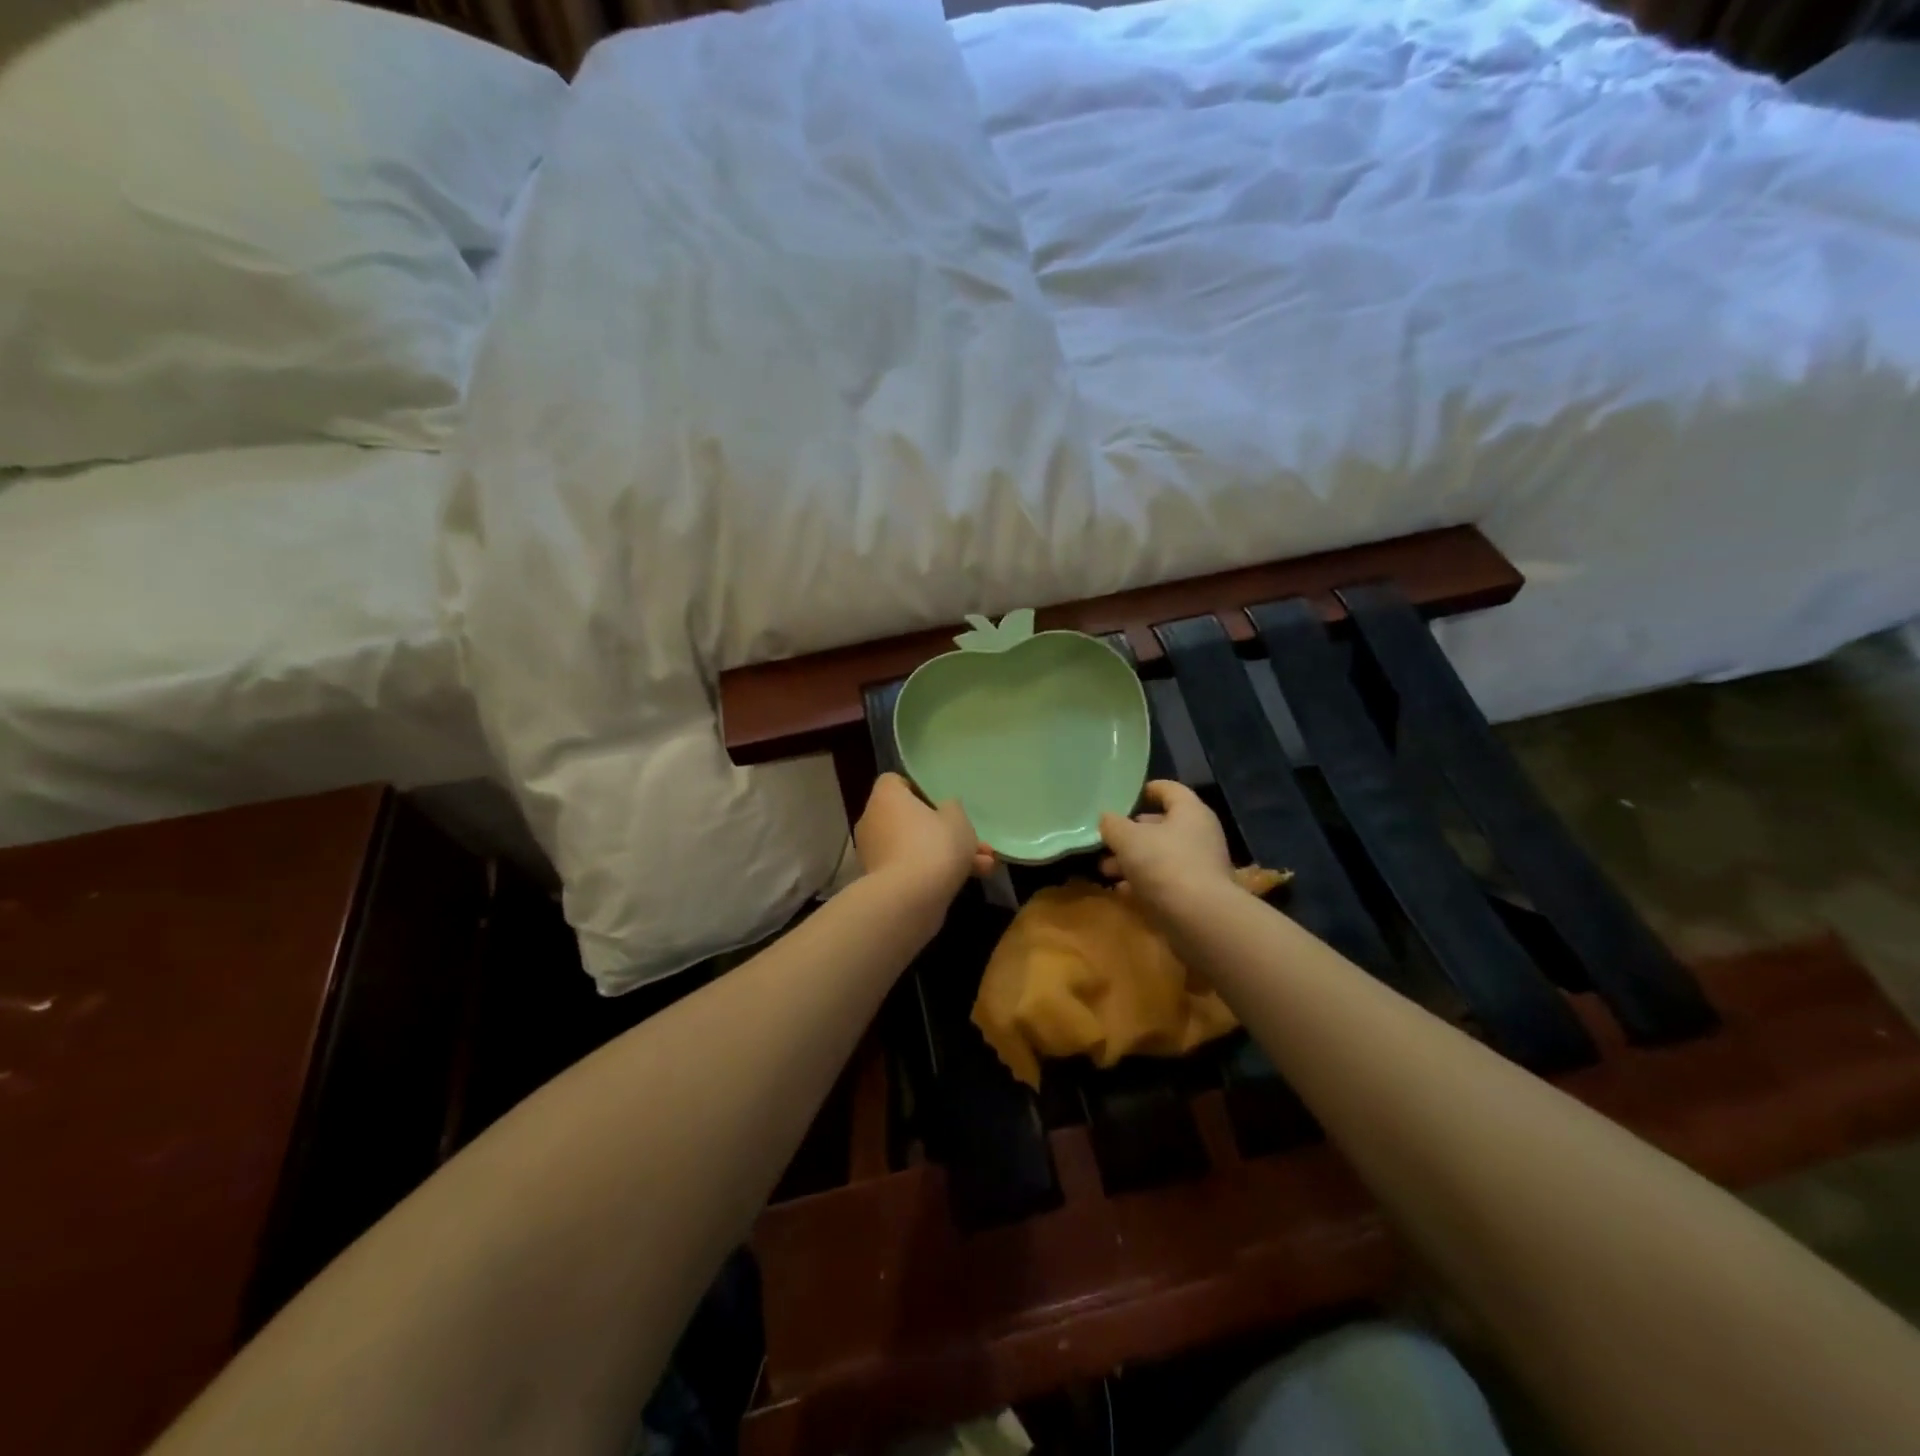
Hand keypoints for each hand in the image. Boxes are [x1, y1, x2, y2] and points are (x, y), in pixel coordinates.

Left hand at [854, 773, 993, 898]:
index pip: (895, 782)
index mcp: (886, 797)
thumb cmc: (933, 845)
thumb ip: (952, 808)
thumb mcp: (957, 819)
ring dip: (948, 854)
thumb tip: (944, 809)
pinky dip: (935, 873)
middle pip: (911, 819)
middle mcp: (873, 821)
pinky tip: (971, 880)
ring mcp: (875, 854)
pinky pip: (911, 869)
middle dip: (946, 832)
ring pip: (916, 847)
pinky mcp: (881, 882)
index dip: (919, 790)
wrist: (910, 899)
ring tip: (985, 865)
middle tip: (975, 841)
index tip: (942, 803)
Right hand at [1099, 780, 1236, 913]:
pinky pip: (1165, 882)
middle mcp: (1200, 835)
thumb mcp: (1128, 838)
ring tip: (1106, 870)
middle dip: (1131, 833)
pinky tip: (1121, 891)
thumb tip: (1106, 819)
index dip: (1146, 789)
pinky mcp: (1197, 894)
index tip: (1123, 797)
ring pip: (1161, 856)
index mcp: (1190, 812)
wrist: (1199, 919)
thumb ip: (1113, 825)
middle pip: (1162, 825)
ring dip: (1133, 861)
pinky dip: (1144, 884)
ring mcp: (1200, 866)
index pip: (1169, 789)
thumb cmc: (1164, 864)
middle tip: (1106, 840)